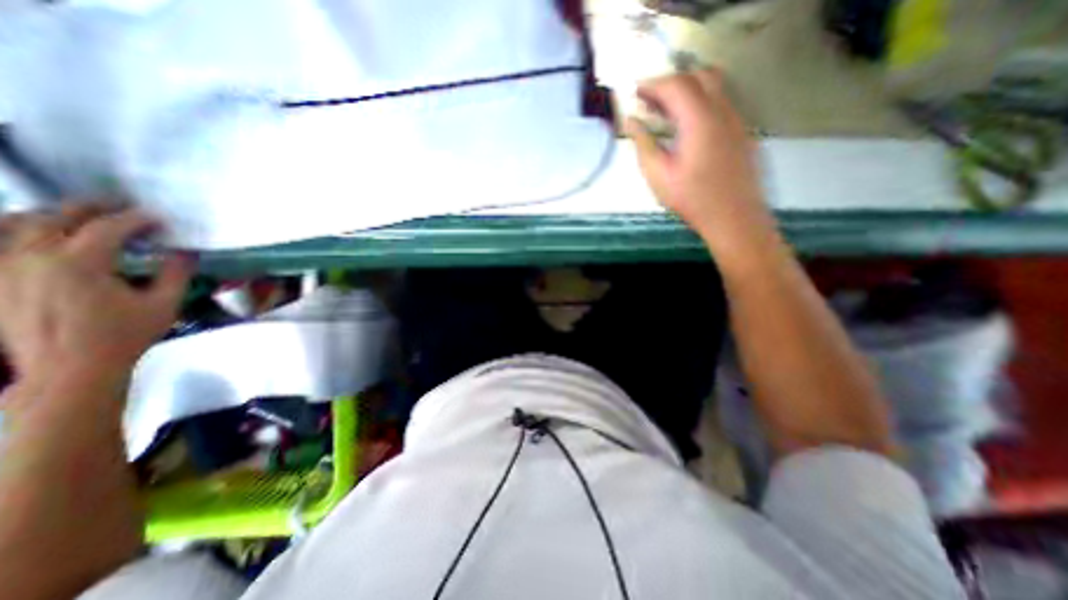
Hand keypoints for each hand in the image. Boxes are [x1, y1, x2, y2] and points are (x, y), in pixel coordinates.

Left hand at [1, 205, 192, 396]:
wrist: (67, 370)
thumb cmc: (124, 336)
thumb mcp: (164, 305)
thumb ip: (175, 274)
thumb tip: (185, 252)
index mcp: (80, 263)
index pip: (109, 227)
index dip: (138, 219)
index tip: (159, 219)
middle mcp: (33, 256)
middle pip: (57, 216)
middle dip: (93, 207)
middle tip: (122, 206)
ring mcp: (4, 267)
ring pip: (17, 223)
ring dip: (53, 214)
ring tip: (80, 216)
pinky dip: (14, 229)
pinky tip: (33, 232)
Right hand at [629, 69, 777, 260]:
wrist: (733, 217)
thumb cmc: (691, 199)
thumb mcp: (658, 174)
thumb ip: (643, 143)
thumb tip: (631, 121)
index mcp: (699, 119)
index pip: (676, 84)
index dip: (653, 84)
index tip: (635, 91)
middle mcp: (722, 110)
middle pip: (698, 77)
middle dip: (670, 83)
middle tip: (649, 101)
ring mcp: (736, 120)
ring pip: (713, 88)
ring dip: (686, 92)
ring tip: (664, 113)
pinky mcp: (741, 132)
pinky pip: (720, 105)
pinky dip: (700, 105)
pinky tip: (686, 128)